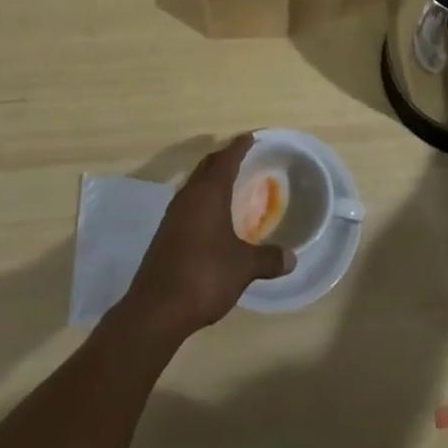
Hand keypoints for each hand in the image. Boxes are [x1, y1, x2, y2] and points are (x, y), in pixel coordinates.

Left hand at [121, 133, 294, 341]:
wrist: (155, 310)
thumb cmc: (204, 276)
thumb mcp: (243, 267)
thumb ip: (267, 259)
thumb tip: (292, 258)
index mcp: (209, 193)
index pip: (226, 159)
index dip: (239, 146)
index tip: (250, 137)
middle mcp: (188, 197)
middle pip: (206, 166)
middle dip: (223, 158)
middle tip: (240, 156)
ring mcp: (173, 216)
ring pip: (194, 185)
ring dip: (209, 179)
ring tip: (226, 184)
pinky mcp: (164, 235)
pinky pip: (187, 204)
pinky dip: (200, 200)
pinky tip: (209, 217)